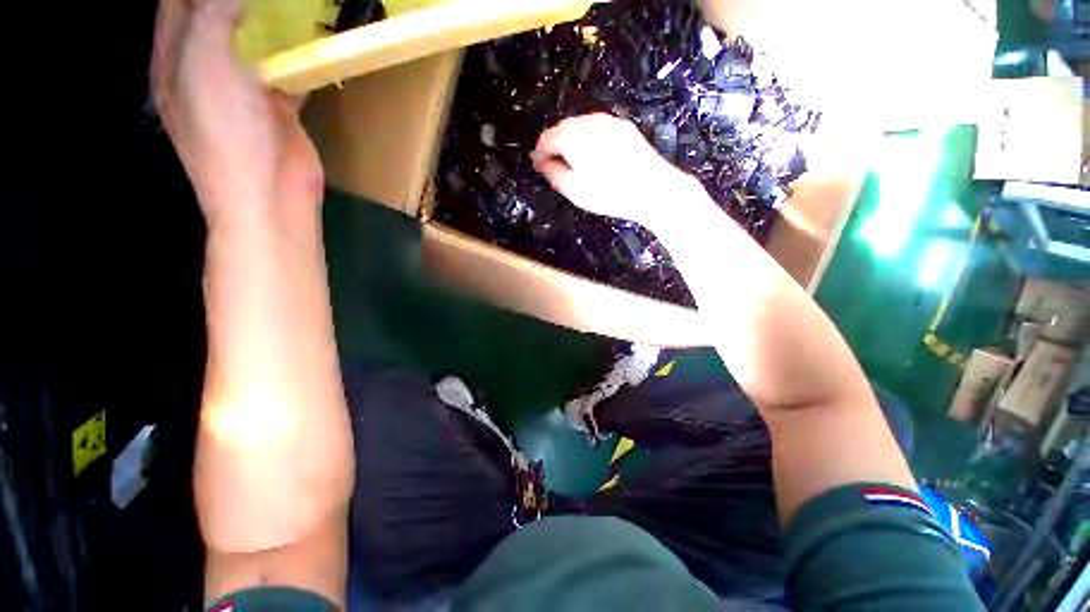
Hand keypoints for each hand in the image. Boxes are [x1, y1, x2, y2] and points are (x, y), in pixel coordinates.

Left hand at [152, 0, 322, 227]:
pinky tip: (310, 42)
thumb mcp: (205, 62)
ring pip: (252, 42)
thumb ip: (212, 14)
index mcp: (175, 57)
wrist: (271, 195)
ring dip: (267, 22)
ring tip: (288, 6)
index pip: (177, 3)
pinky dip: (297, 57)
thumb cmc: (226, 134)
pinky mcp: (278, 110)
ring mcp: (244, 90)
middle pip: (214, 16)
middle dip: (237, 1)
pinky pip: (286, 72)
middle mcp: (205, 68)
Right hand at [532, 114, 698, 228]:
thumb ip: (552, 173)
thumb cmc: (609, 193)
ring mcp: (609, 122)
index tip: (538, 167)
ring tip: (575, 164)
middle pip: (563, 128)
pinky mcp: (624, 128)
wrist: (652, 189)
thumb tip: (541, 163)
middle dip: (555, 145)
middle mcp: (589, 121)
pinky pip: (598, 129)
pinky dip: (589, 140)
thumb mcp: (573, 189)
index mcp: (573, 136)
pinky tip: (595, 158)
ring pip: (581, 126)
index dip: (539, 153)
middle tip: (555, 166)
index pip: (546, 138)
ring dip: (572, 141)